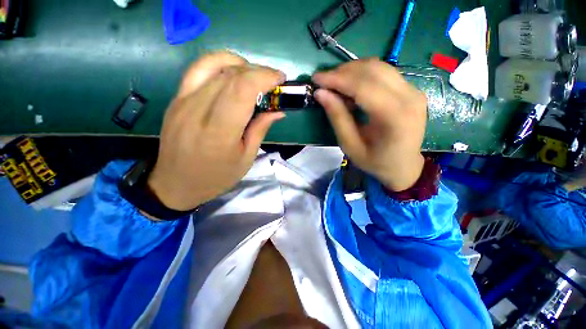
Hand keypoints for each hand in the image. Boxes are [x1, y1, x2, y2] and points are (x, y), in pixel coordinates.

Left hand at [147, 52, 285, 210]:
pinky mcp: (176, 98)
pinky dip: (219, 63)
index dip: (264, 77)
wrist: (175, 183)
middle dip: (258, 72)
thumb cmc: (216, 177)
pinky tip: (232, 72)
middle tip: (273, 82)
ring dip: (241, 66)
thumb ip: (260, 130)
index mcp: (220, 132)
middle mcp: (198, 110)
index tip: (280, 79)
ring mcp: (183, 101)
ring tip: (255, 77)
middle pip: (231, 75)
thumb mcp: (246, 158)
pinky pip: (198, 69)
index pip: (242, 89)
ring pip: (215, 66)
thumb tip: (278, 111)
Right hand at [313, 58, 426, 191]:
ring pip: (379, 67)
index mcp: (395, 117)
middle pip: (373, 70)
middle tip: (324, 81)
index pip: (363, 86)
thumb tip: (321, 93)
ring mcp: (414, 91)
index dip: (337, 79)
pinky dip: (363, 75)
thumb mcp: (350, 145)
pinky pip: (385, 73)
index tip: (316, 78)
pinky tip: (351, 86)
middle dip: (343, 72)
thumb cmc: (375, 162)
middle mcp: (409, 98)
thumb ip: (337, 118)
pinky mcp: (411, 90)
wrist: (403, 166)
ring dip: (353, 70)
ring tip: (335, 83)